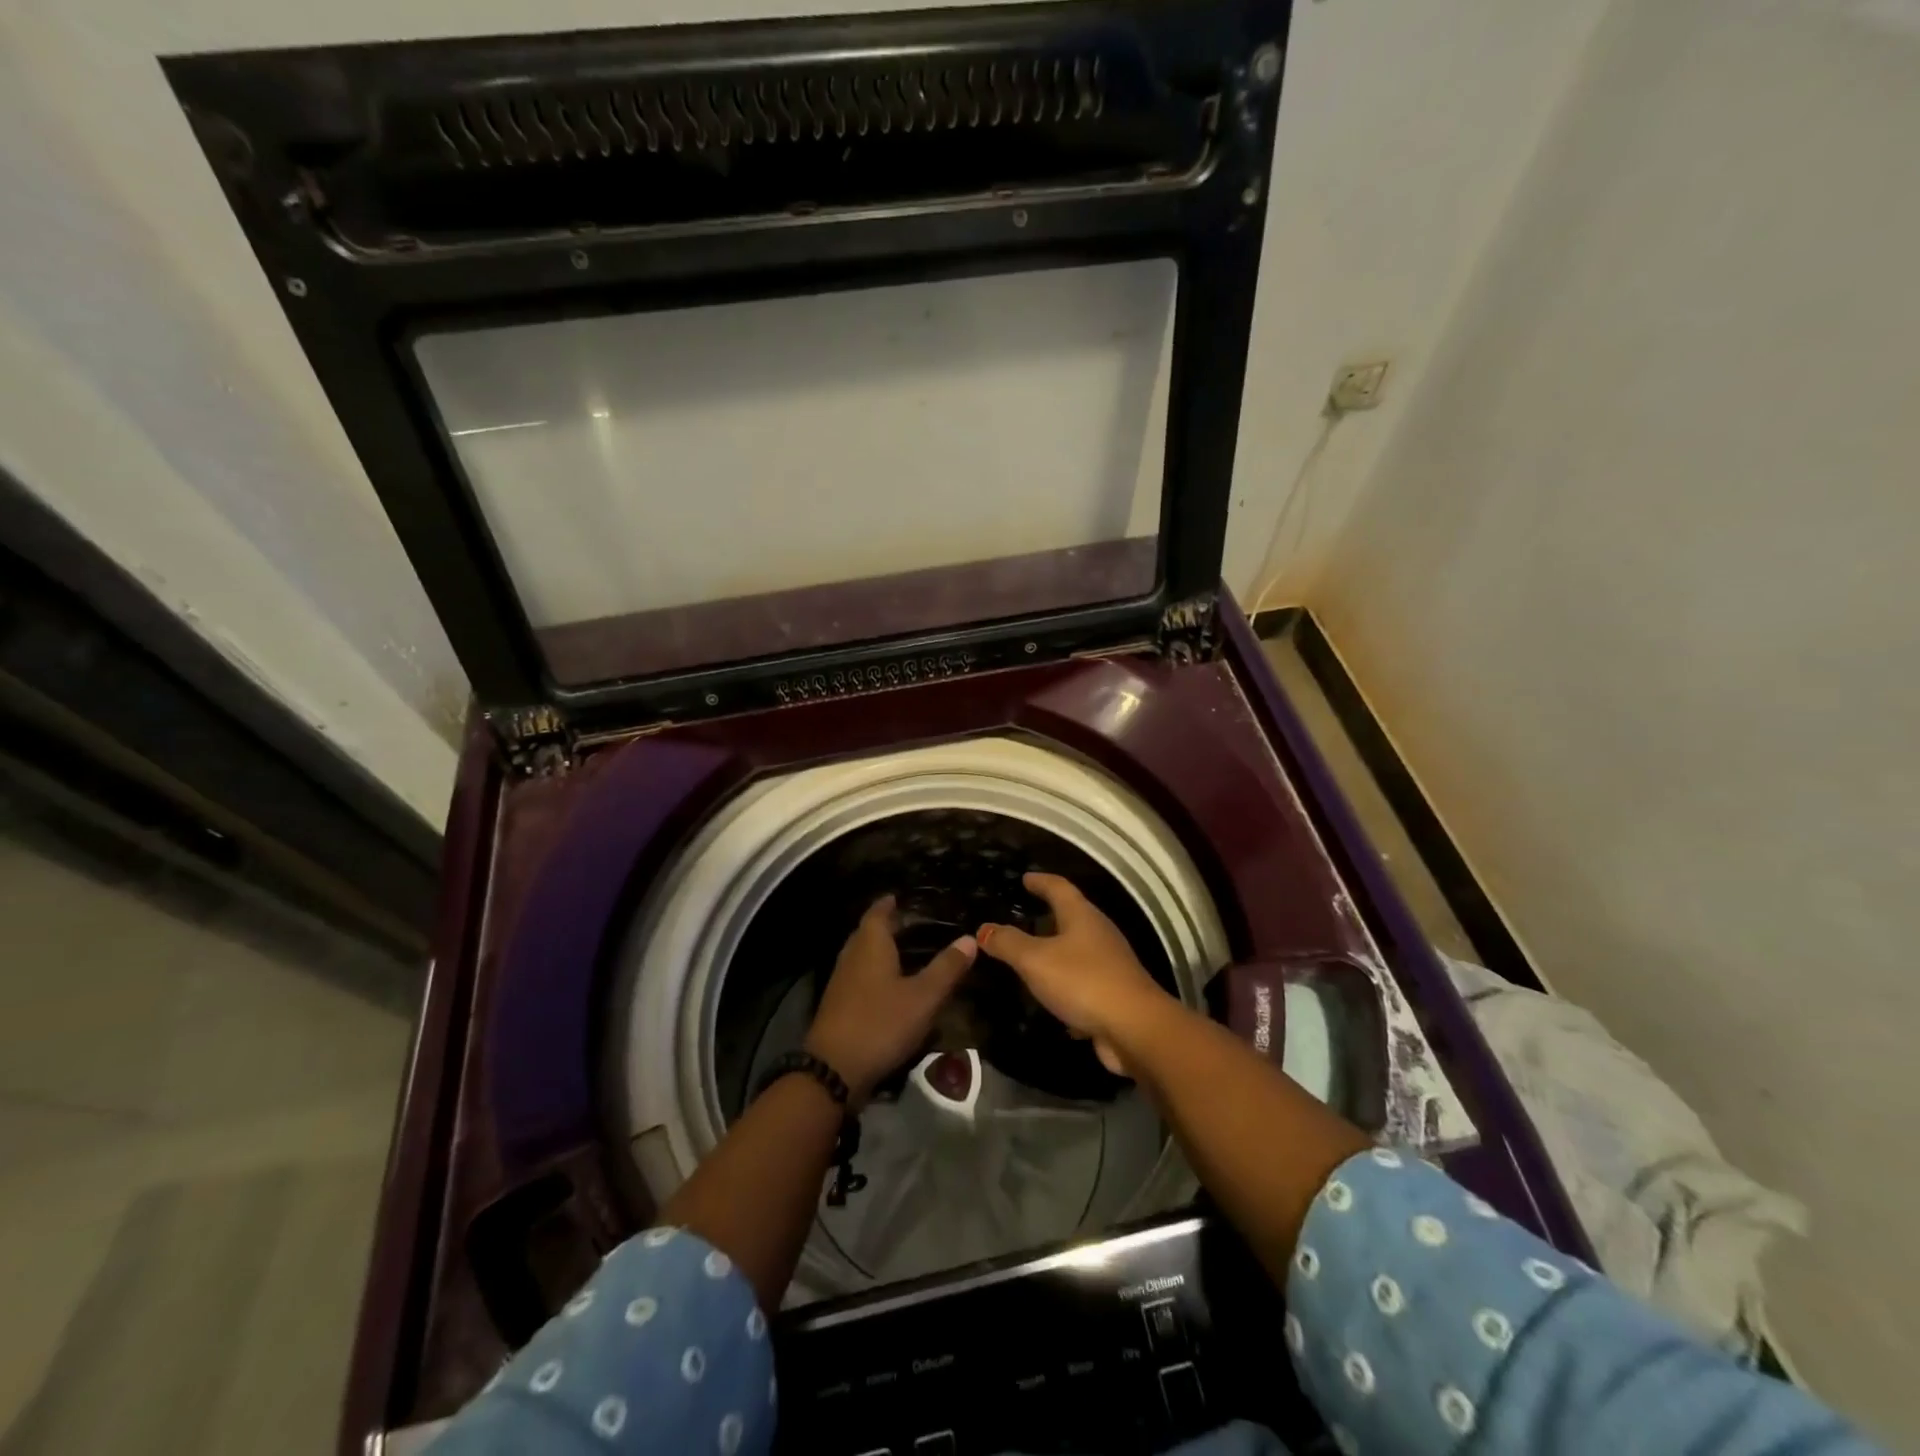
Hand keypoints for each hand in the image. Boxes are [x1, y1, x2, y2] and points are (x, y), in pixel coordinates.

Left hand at [805, 896, 976, 1106]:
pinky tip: (892, 985)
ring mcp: (842, 980)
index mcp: (871, 944)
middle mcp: (852, 955)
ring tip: (908, 951)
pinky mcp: (839, 1004)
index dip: (891, 903)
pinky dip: (876, 972)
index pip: (878, 911)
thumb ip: (947, 968)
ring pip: (863, 954)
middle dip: (888, 925)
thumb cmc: (881, 1023)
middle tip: (914, 922)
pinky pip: (860, 975)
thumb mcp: (923, 997)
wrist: (833, 1070)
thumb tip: (970, 938)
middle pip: (868, 931)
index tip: (904, 896)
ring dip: (882, 949)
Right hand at [977, 873, 1171, 1075]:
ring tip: (1031, 955)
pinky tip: (1050, 996)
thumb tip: (984, 928)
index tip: (1025, 878)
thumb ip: (1008, 943)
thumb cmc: (1083, 981)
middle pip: (1071, 916)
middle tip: (1024, 916)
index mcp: (1082, 916)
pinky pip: (1083, 980)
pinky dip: (1065, 982)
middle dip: (1048, 915)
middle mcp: (1099, 933)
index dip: (1041, 881)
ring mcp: (1109, 963)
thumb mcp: (1035, 960)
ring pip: (1077, 950)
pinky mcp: (1113, 992)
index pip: (1059, 887)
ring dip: (1056, 950)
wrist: (1135, 1028)